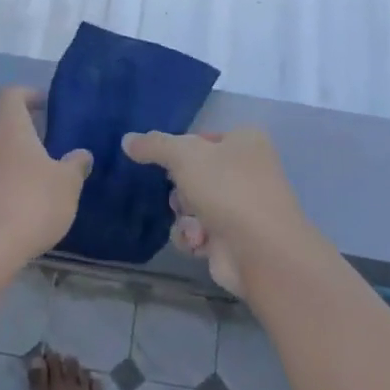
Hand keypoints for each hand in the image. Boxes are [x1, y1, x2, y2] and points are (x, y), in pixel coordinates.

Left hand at [0, 87, 92, 271]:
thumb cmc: (33, 201)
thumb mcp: (67, 182)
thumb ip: (76, 164)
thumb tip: (81, 154)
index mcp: (8, 126)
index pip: (11, 93)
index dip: (29, 94)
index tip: (48, 106)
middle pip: (4, 123)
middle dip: (28, 129)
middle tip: (54, 142)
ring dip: (19, 157)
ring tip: (45, 174)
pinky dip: (10, 179)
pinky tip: (30, 199)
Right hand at [121, 127, 305, 297]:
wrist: (262, 251)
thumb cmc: (227, 189)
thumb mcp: (184, 155)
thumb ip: (154, 145)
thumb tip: (127, 139)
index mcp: (245, 141)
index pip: (202, 138)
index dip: (181, 149)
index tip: (166, 160)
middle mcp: (247, 171)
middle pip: (194, 174)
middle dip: (181, 189)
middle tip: (181, 194)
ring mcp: (242, 207)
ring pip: (193, 205)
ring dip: (185, 216)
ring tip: (194, 225)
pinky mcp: (234, 240)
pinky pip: (198, 232)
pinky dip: (193, 237)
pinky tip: (199, 242)